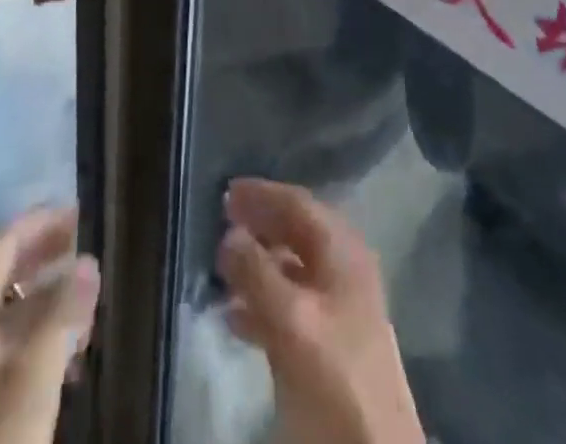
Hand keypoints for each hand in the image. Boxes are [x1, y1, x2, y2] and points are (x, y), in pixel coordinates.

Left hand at [0, 207, 98, 443]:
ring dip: (44, 296)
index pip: (2, 244)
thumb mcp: (36, 373)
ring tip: (87, 299)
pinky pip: (4, 343)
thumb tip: (89, 261)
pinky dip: (36, 332)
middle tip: (83, 245)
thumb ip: (64, 310)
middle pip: (0, 272)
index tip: (79, 215)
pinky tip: (69, 352)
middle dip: (43, 254)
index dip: (40, 223)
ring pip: (4, 309)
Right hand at [217, 179, 422, 443]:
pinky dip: (262, 304)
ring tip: (221, 269)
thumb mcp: (292, 320)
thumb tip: (230, 232)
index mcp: (343, 251)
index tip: (226, 191)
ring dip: (257, 265)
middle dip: (259, 225)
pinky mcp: (330, 347)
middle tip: (221, 221)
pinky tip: (234, 317)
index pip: (299, 204)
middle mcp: (344, 270)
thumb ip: (258, 272)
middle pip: (297, 233)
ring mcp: (339, 309)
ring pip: (292, 271)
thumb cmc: (334, 374)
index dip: (263, 194)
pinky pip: (291, 309)